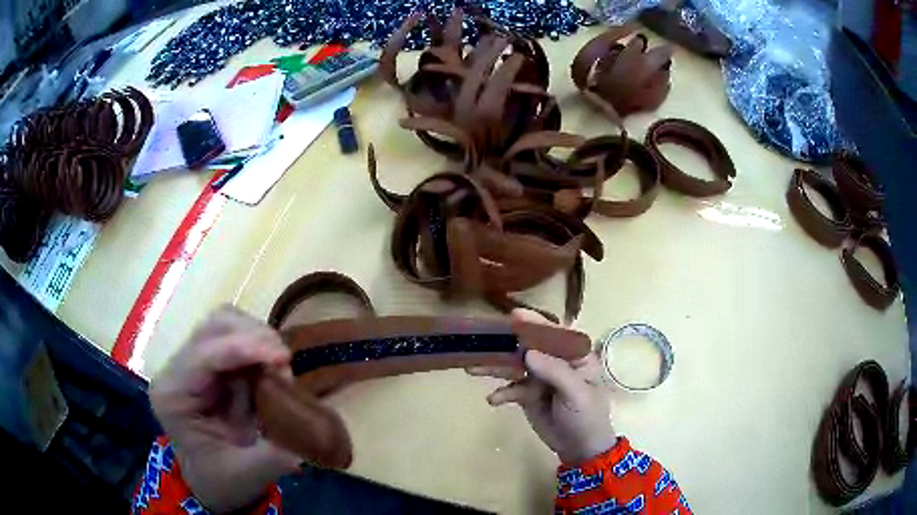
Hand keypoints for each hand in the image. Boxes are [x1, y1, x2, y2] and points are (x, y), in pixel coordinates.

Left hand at [150, 306, 300, 512]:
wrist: (211, 482)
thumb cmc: (222, 481)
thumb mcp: (246, 475)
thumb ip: (274, 456)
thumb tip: (308, 437)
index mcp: (173, 396)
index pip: (204, 354)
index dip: (244, 347)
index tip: (283, 357)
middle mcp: (177, 370)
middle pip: (213, 327)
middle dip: (253, 337)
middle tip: (285, 364)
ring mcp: (192, 363)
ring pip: (225, 323)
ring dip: (257, 337)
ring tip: (280, 366)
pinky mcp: (210, 364)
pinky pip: (235, 337)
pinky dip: (258, 346)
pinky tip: (271, 366)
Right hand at [468, 309, 616, 464]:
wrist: (579, 448)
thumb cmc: (586, 416)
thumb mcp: (577, 394)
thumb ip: (555, 372)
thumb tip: (528, 352)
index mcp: (575, 355)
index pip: (555, 334)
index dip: (535, 324)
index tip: (514, 315)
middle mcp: (555, 361)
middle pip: (529, 347)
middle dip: (507, 345)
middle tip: (483, 341)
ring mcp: (539, 377)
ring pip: (515, 366)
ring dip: (495, 367)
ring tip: (473, 368)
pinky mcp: (527, 394)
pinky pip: (510, 388)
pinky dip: (501, 393)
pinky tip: (493, 400)